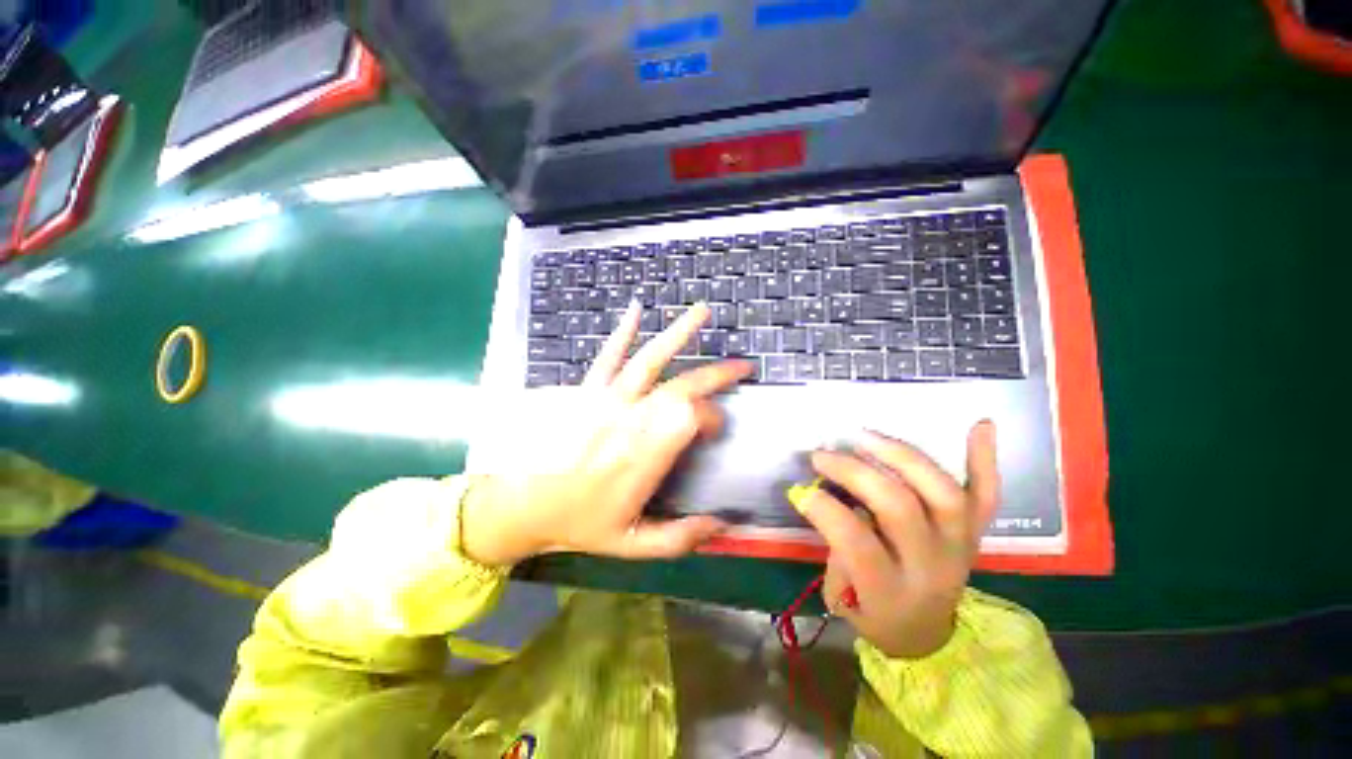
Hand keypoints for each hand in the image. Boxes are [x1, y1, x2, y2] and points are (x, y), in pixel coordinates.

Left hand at [461, 302, 752, 566]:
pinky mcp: (587, 390)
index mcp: (644, 456)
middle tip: (743, 366)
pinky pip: (607, 356)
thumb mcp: (632, 544)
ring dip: (678, 335)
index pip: (692, 419)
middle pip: (681, 386)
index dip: (714, 417)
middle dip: (716, 375)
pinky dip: (622, 332)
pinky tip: (637, 309)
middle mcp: (629, 421)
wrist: (522, 505)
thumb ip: (680, 537)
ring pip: (649, 360)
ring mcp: (606, 400)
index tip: (718, 427)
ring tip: (703, 311)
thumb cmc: (580, 524)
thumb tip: (723, 524)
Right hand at [790, 423, 999, 658]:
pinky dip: (985, 459)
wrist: (927, 634)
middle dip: (853, 472)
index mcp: (891, 590)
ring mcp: (960, 545)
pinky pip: (987, 494)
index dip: (824, 510)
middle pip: (898, 507)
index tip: (800, 489)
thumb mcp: (842, 598)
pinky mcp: (977, 532)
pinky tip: (979, 424)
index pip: (857, 543)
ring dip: (902, 457)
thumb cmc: (875, 614)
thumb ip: (836, 548)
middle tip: (822, 455)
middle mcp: (932, 565)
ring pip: (942, 493)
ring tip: (866, 436)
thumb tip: (825, 497)